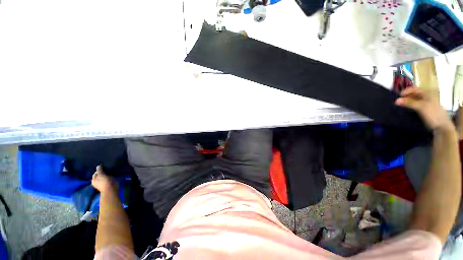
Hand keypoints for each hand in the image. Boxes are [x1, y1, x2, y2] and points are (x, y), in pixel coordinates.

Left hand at [91, 166, 117, 193]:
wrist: (111, 189)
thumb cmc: (105, 182)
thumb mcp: (101, 175)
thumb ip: (99, 170)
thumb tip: (98, 166)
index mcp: (93, 180)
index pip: (95, 173)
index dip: (99, 170)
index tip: (104, 167)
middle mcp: (97, 182)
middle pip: (100, 175)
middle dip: (103, 172)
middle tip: (108, 169)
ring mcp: (103, 183)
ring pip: (104, 177)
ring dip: (107, 174)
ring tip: (110, 171)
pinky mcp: (108, 184)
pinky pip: (108, 178)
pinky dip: (110, 176)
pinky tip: (112, 174)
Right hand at [395, 88, 453, 131]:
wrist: (442, 126)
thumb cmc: (433, 114)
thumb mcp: (421, 107)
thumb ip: (409, 103)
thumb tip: (396, 100)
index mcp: (428, 93)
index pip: (414, 89)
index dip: (406, 91)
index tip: (398, 96)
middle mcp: (427, 96)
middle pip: (414, 94)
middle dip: (406, 97)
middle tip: (398, 101)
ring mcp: (427, 103)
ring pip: (415, 100)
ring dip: (407, 102)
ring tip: (401, 105)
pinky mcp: (425, 110)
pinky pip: (416, 105)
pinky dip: (410, 106)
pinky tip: (407, 109)